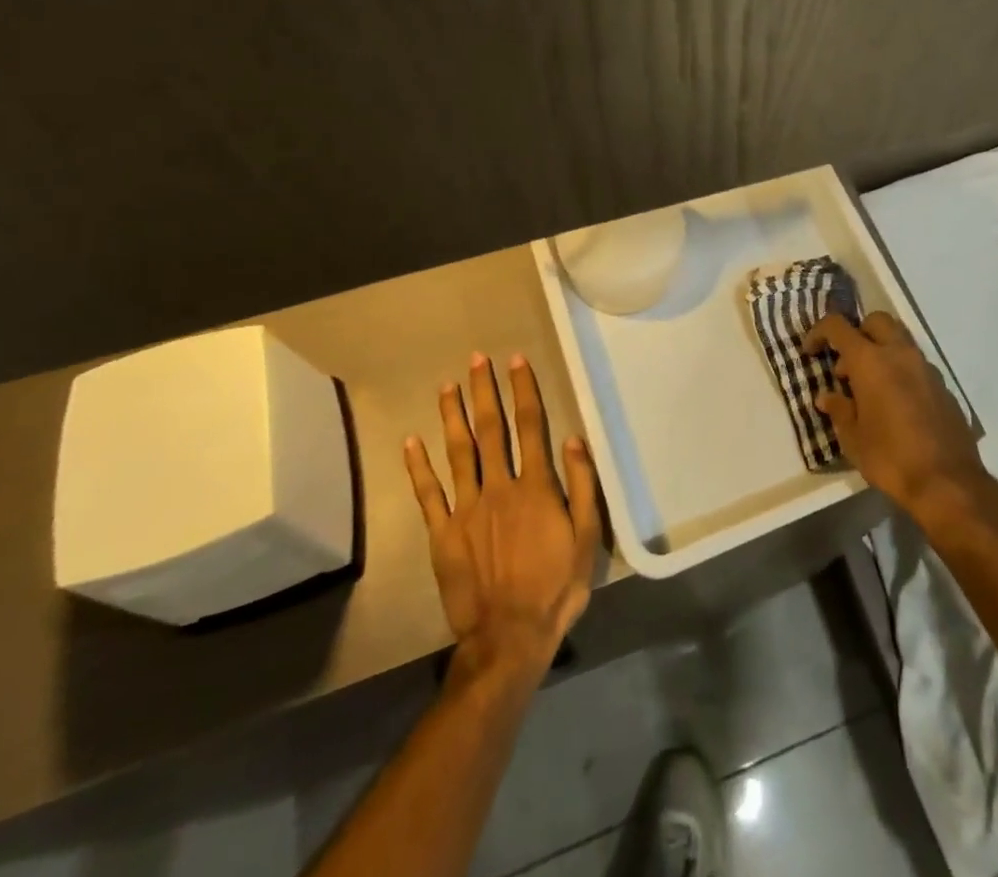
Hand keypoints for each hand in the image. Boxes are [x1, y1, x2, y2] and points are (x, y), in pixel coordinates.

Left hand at [404, 352, 602, 683]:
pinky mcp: (443, 534)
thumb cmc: (555, 587)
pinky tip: (411, 442)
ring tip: (447, 386)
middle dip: (484, 391)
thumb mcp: (586, 537)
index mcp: (535, 486)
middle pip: (490, 429)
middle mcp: (499, 487)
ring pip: (458, 452)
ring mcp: (467, 509)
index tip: (515, 361)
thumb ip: (582, 486)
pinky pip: (428, 494)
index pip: (530, 426)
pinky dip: (418, 467)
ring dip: (452, 416)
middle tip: (476, 359)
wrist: (509, 638)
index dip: (523, 390)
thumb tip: (574, 439)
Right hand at [806, 311, 985, 522]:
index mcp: (870, 361)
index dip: (819, 332)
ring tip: (869, 388)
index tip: (811, 351)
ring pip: (900, 340)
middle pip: (876, 321)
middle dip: (858, 333)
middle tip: (846, 365)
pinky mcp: (943, 387)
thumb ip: (839, 410)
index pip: (838, 327)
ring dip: (881, 351)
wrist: (948, 483)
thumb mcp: (853, 439)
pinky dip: (901, 371)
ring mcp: (926, 368)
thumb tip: (827, 396)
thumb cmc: (890, 458)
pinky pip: (916, 365)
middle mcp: (900, 355)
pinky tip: (896, 405)